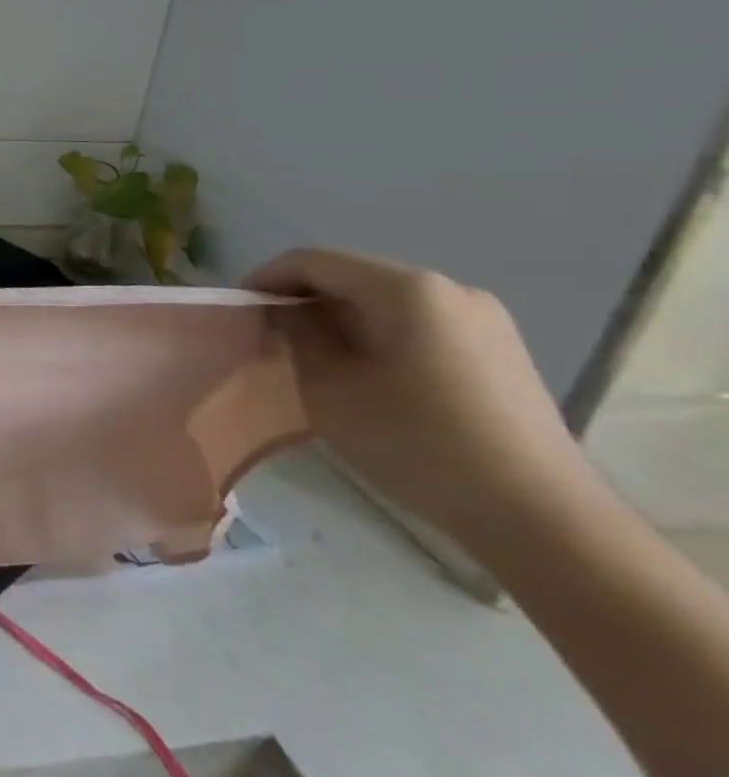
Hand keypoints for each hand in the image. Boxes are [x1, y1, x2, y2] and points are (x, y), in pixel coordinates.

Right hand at [245, 249, 585, 548]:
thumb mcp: (329, 388)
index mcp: (406, 289)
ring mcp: (483, 318)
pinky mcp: (499, 349)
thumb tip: (287, 313)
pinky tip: (369, 372)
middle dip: (305, 298)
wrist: (538, 515)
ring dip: (342, 317)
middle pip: (353, 275)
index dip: (266, 278)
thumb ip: (298, 336)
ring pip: (387, 300)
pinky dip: (380, 334)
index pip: (314, 261)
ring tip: (316, 355)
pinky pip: (419, 323)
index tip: (239, 309)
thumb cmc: (417, 443)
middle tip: (272, 334)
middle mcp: (448, 288)